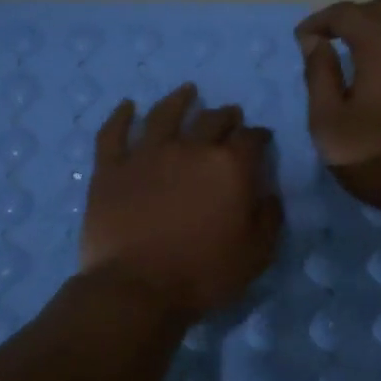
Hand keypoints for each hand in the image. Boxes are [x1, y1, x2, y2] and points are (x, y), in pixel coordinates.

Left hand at [79, 84, 282, 321]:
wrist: (137, 288)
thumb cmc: (204, 274)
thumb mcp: (257, 254)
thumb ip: (269, 218)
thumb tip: (269, 193)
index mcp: (229, 167)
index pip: (251, 139)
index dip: (259, 136)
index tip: (261, 138)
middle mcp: (190, 149)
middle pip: (212, 120)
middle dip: (226, 116)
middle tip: (230, 115)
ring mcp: (146, 155)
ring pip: (164, 115)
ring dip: (178, 100)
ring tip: (186, 91)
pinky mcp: (111, 168)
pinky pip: (114, 133)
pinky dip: (121, 116)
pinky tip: (128, 106)